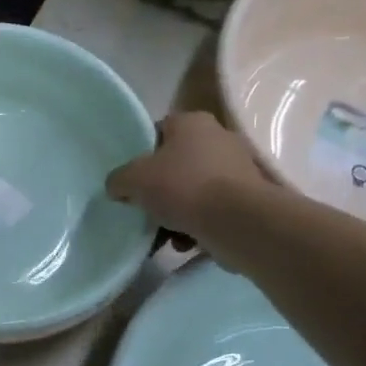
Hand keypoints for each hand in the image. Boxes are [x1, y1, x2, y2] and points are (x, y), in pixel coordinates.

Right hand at [106, 111, 270, 262]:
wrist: (237, 222)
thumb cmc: (183, 187)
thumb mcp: (134, 179)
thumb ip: (119, 179)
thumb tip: (117, 187)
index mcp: (192, 122)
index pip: (159, 131)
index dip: (141, 154)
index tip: (131, 178)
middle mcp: (218, 138)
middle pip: (176, 164)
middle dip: (159, 190)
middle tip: (144, 209)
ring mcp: (237, 169)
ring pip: (193, 191)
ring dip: (176, 214)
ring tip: (163, 235)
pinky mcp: (248, 199)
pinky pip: (212, 210)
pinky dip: (196, 226)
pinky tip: (185, 243)